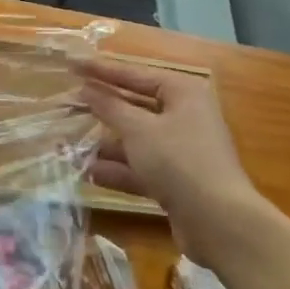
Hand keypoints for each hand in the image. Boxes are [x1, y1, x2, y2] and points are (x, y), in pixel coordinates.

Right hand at [77, 56, 263, 245]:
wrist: (220, 224)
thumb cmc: (179, 161)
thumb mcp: (138, 129)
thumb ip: (109, 107)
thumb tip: (86, 89)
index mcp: (182, 93)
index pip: (135, 74)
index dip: (101, 69)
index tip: (72, 64)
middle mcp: (185, 116)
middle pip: (136, 106)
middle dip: (103, 109)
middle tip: (69, 102)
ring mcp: (182, 151)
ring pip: (137, 139)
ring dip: (107, 142)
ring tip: (70, 142)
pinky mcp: (178, 181)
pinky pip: (142, 167)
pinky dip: (119, 169)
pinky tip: (90, 173)